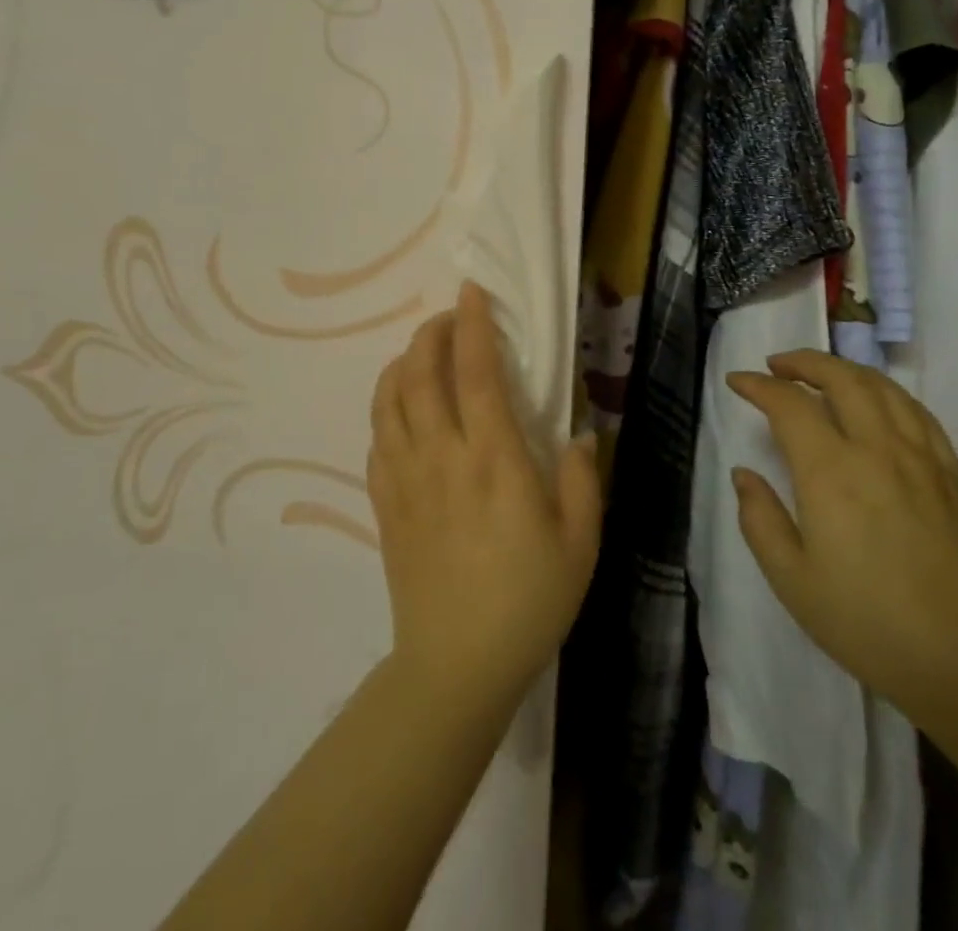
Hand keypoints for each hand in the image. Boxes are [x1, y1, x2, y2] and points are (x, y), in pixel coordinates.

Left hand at [368, 280, 603, 711]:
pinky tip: (402, 406)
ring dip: (403, 362)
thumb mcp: (579, 544)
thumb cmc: (528, 602)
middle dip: (431, 332)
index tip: (472, 291)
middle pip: (421, 372)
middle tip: (449, 318)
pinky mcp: (384, 502)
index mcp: (493, 459)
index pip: (475, 372)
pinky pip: (376, 436)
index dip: (472, 324)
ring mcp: (404, 477)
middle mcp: (442, 455)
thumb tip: (578, 434)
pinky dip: (386, 406)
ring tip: (422, 352)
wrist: (455, 666)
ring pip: (389, 398)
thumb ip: (580, 480)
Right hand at [728, 351, 957, 733]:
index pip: (789, 405)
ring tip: (822, 374)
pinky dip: (889, 394)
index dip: (758, 385)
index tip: (737, 382)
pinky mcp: (952, 476)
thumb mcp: (791, 580)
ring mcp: (921, 460)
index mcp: (831, 473)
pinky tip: (878, 404)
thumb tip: (745, 474)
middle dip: (803, 361)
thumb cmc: (867, 624)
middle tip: (777, 366)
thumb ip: (760, 518)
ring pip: (883, 388)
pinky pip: (919, 414)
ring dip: (845, 369)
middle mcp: (877, 451)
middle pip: (841, 378)